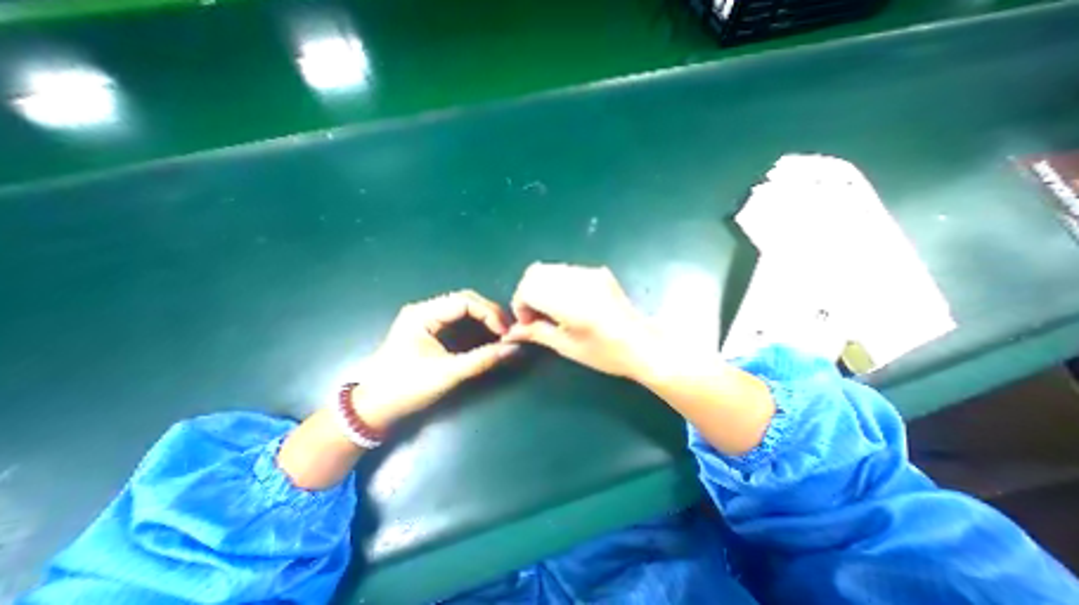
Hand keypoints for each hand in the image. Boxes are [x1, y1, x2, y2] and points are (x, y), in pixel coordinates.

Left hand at [356, 291, 518, 430]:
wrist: (372, 408)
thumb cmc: (406, 388)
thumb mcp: (447, 374)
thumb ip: (482, 360)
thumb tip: (514, 349)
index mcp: (422, 314)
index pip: (464, 301)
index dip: (489, 313)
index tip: (506, 332)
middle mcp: (424, 310)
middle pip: (465, 300)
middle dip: (489, 313)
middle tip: (507, 331)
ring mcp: (426, 319)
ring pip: (463, 309)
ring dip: (484, 318)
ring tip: (501, 332)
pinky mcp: (429, 330)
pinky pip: (458, 320)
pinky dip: (476, 326)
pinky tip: (486, 336)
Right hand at [504, 262, 661, 376]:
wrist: (643, 344)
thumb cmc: (606, 353)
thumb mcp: (567, 347)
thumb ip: (536, 333)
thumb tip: (511, 331)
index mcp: (571, 302)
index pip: (528, 288)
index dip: (520, 304)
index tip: (527, 322)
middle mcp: (578, 280)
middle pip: (535, 272)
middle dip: (527, 293)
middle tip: (535, 315)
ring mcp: (590, 273)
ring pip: (549, 268)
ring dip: (541, 286)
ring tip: (550, 309)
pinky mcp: (597, 272)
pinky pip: (565, 271)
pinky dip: (556, 283)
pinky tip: (566, 302)